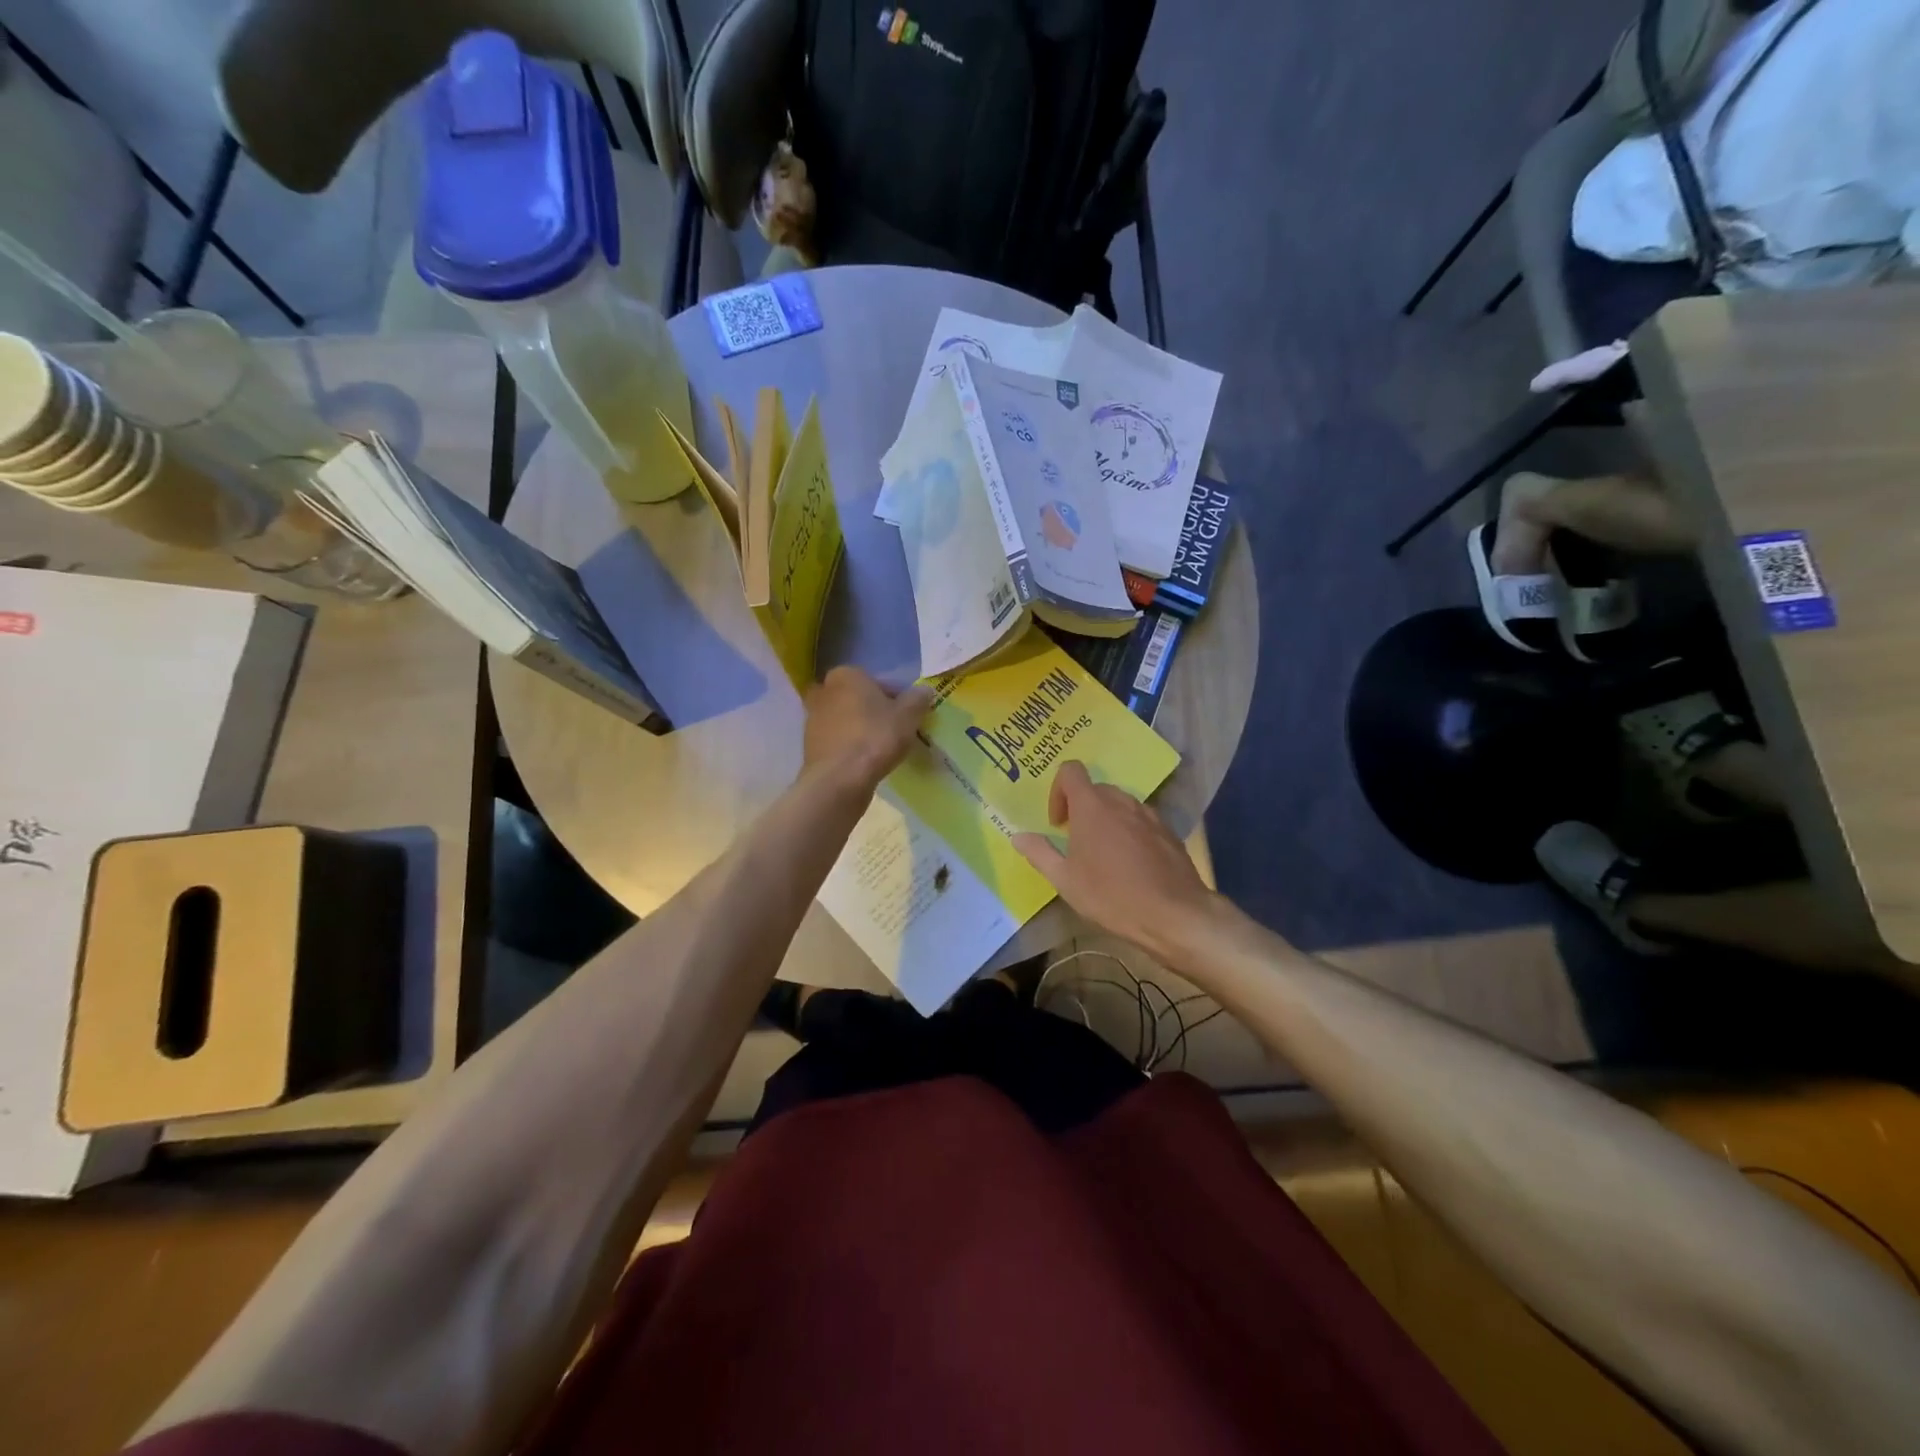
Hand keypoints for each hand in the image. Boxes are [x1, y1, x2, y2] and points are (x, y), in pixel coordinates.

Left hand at [803, 667, 932, 790]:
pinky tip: (864, 761)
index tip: (907, 716)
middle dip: (872, 710)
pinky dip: (849, 746)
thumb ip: (918, 699)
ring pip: (844, 719)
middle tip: (893, 729)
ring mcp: (812, 719)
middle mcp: (824, 691)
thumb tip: (924, 691)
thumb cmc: (875, 737)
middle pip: (857, 698)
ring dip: (859, 728)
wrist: (839, 779)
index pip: (877, 681)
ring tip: (881, 748)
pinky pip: (836, 740)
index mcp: (846, 675)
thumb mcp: (908, 716)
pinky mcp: (808, 745)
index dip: (896, 698)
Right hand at [1012, 762, 1219, 957]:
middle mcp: (1121, 801)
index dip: (1058, 790)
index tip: (1058, 822)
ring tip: (1104, 855)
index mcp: (1092, 806)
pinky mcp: (1168, 831)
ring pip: (1120, 805)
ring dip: (1107, 820)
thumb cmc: (1111, 895)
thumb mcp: (1065, 880)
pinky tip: (1131, 865)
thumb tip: (1018, 836)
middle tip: (1077, 843)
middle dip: (1082, 809)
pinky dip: (1130, 832)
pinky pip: (1141, 820)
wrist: (1174, 913)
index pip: (1071, 771)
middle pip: (1096, 789)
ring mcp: (1149, 814)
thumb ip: (1039, 853)